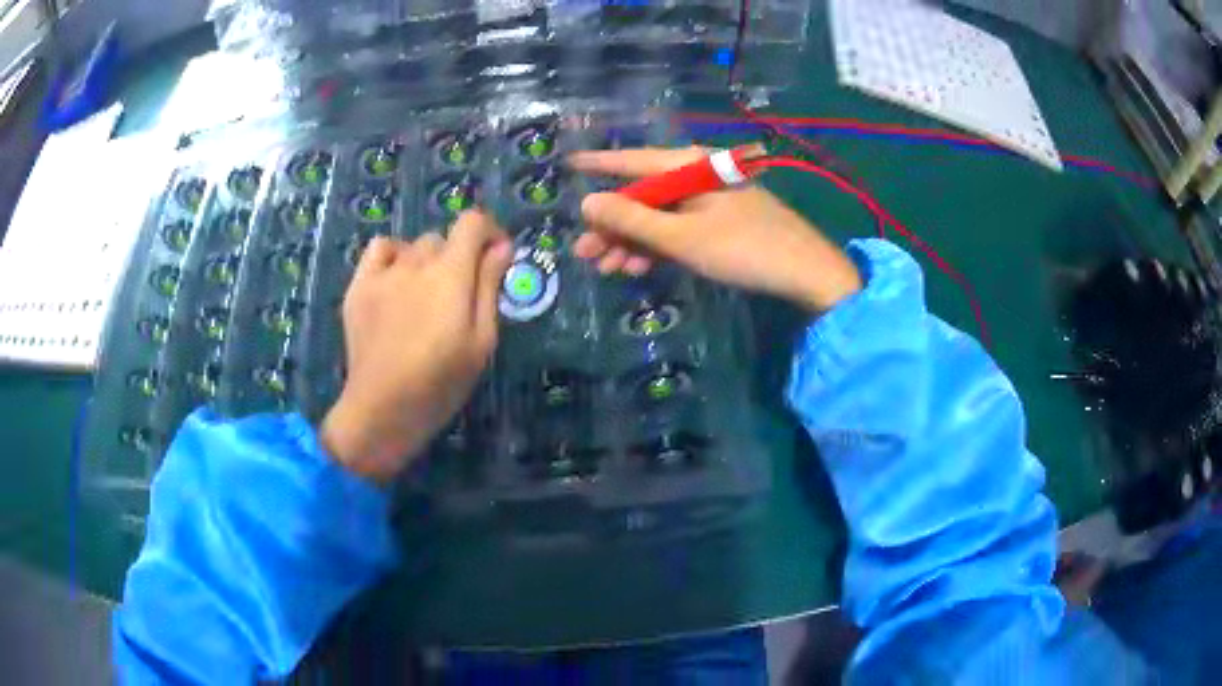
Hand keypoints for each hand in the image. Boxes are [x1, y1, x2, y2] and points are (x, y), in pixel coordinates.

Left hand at [320, 211, 512, 483]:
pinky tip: (396, 282)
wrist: (382, 408)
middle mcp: (416, 262)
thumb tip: (501, 247)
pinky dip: (393, 256)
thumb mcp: (481, 340)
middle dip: (458, 256)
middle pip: (443, 238)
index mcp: (451, 274)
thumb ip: (490, 287)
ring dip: (427, 261)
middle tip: (459, 295)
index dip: (489, 231)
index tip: (495, 256)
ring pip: (413, 247)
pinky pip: (379, 249)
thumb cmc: (441, 382)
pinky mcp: (359, 286)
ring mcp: (383, 273)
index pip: (472, 222)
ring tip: (425, 297)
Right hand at [569, 147, 862, 311]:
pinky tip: (639, 267)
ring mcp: (711, 201)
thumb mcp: (682, 238)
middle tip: (584, 254)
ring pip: (660, 217)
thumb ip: (633, 220)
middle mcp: (698, 176)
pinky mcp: (722, 223)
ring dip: (633, 242)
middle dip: (613, 225)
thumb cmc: (744, 249)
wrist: (807, 274)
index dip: (599, 165)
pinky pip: (680, 229)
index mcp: (690, 166)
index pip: (633, 161)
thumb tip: (587, 203)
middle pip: (644, 195)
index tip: (567, 165)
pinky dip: (659, 247)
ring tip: (608, 268)